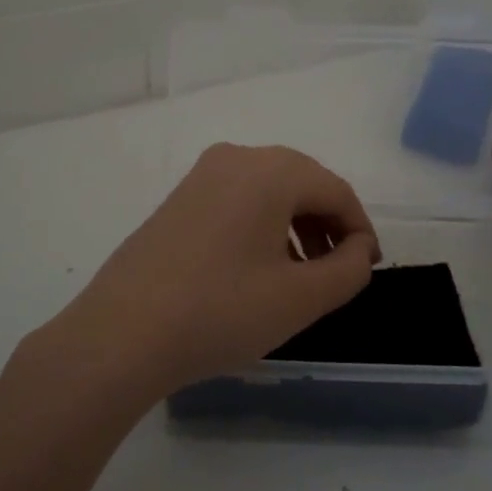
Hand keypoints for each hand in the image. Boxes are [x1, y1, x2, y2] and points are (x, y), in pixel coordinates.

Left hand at [54, 144, 380, 400]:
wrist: (123, 332)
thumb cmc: (221, 311)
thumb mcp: (301, 297)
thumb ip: (348, 269)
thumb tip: (357, 249)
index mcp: (269, 170)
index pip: (335, 190)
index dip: (360, 228)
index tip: (367, 268)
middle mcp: (235, 158)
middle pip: (301, 183)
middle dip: (328, 225)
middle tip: (338, 271)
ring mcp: (200, 177)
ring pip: (267, 191)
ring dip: (295, 226)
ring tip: (301, 276)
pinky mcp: (178, 199)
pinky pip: (236, 201)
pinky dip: (261, 226)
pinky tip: (258, 269)